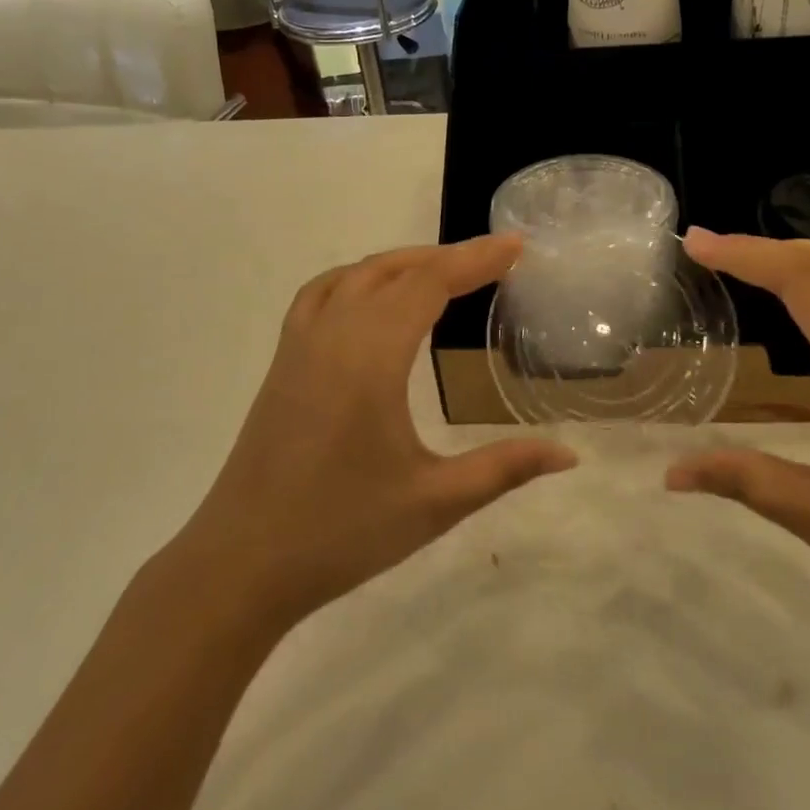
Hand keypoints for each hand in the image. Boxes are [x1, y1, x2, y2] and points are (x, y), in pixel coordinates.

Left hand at [183, 236, 576, 633]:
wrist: (240, 564)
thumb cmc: (341, 532)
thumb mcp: (435, 503)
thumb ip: (504, 468)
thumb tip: (569, 454)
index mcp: (371, 358)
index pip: (430, 284)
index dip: (475, 259)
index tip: (516, 245)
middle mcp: (333, 335)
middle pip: (396, 270)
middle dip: (449, 257)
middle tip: (496, 258)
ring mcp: (300, 345)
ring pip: (356, 275)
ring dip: (404, 262)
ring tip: (445, 271)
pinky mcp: (282, 362)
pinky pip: (322, 294)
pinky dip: (358, 277)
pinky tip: (372, 297)